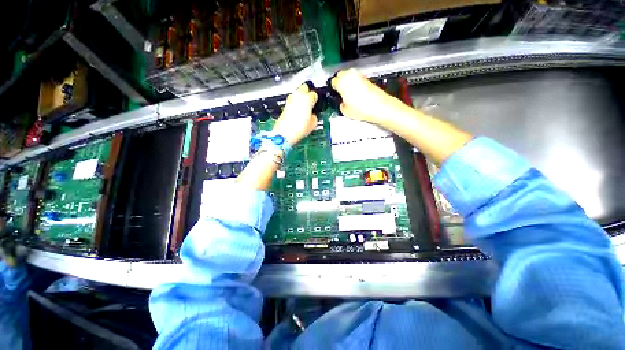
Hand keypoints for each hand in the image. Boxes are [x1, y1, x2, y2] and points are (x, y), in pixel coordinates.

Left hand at [272, 84, 317, 145]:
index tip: (316, 104)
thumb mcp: (313, 124)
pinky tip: (297, 112)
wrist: (284, 133)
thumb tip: (313, 115)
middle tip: (310, 102)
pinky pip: (292, 100)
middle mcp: (298, 96)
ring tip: (303, 107)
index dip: (315, 100)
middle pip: (304, 87)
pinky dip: (295, 103)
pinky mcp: (285, 105)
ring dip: (300, 98)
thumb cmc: (299, 129)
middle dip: (307, 93)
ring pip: (297, 93)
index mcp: (307, 99)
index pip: (314, 94)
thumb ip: (314, 117)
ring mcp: (290, 99)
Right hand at [331, 68, 404, 124]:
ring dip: (347, 82)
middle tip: (340, 93)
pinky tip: (356, 94)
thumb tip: (342, 102)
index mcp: (341, 82)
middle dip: (339, 82)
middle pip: (340, 75)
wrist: (378, 106)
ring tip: (348, 94)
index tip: (334, 93)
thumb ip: (341, 104)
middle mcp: (349, 75)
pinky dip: (355, 84)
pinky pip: (356, 79)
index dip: (333, 88)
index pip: (332, 82)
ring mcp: (359, 75)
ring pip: (349, 76)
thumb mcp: (344, 111)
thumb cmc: (361, 108)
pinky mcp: (366, 78)